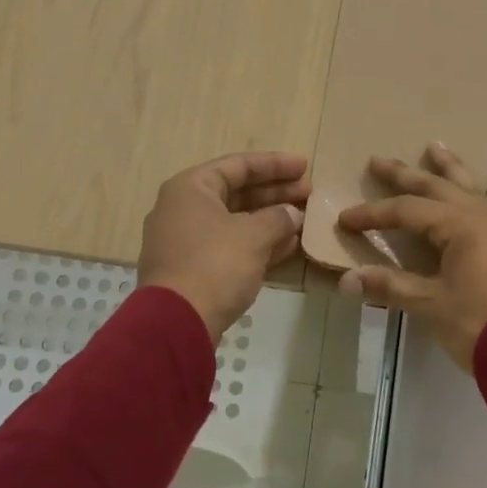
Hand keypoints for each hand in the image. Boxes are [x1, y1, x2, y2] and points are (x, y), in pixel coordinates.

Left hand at [138, 151, 311, 341]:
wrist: (177, 322)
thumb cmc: (215, 265)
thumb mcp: (253, 236)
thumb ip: (278, 218)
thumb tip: (292, 214)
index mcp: (190, 188)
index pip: (237, 165)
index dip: (274, 165)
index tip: (304, 166)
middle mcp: (183, 208)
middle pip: (236, 192)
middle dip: (275, 192)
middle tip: (309, 193)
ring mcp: (186, 241)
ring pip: (235, 221)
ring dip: (270, 219)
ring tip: (304, 218)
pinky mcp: (193, 269)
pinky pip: (230, 246)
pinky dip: (258, 243)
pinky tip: (289, 246)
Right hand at [337, 144, 486, 370]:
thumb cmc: (479, 324)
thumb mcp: (430, 305)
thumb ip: (390, 287)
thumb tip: (346, 281)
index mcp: (458, 227)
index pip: (406, 211)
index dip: (374, 214)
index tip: (346, 219)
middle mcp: (481, 218)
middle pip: (436, 188)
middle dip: (404, 175)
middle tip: (378, 160)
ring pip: (472, 190)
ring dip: (451, 169)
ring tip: (436, 146)